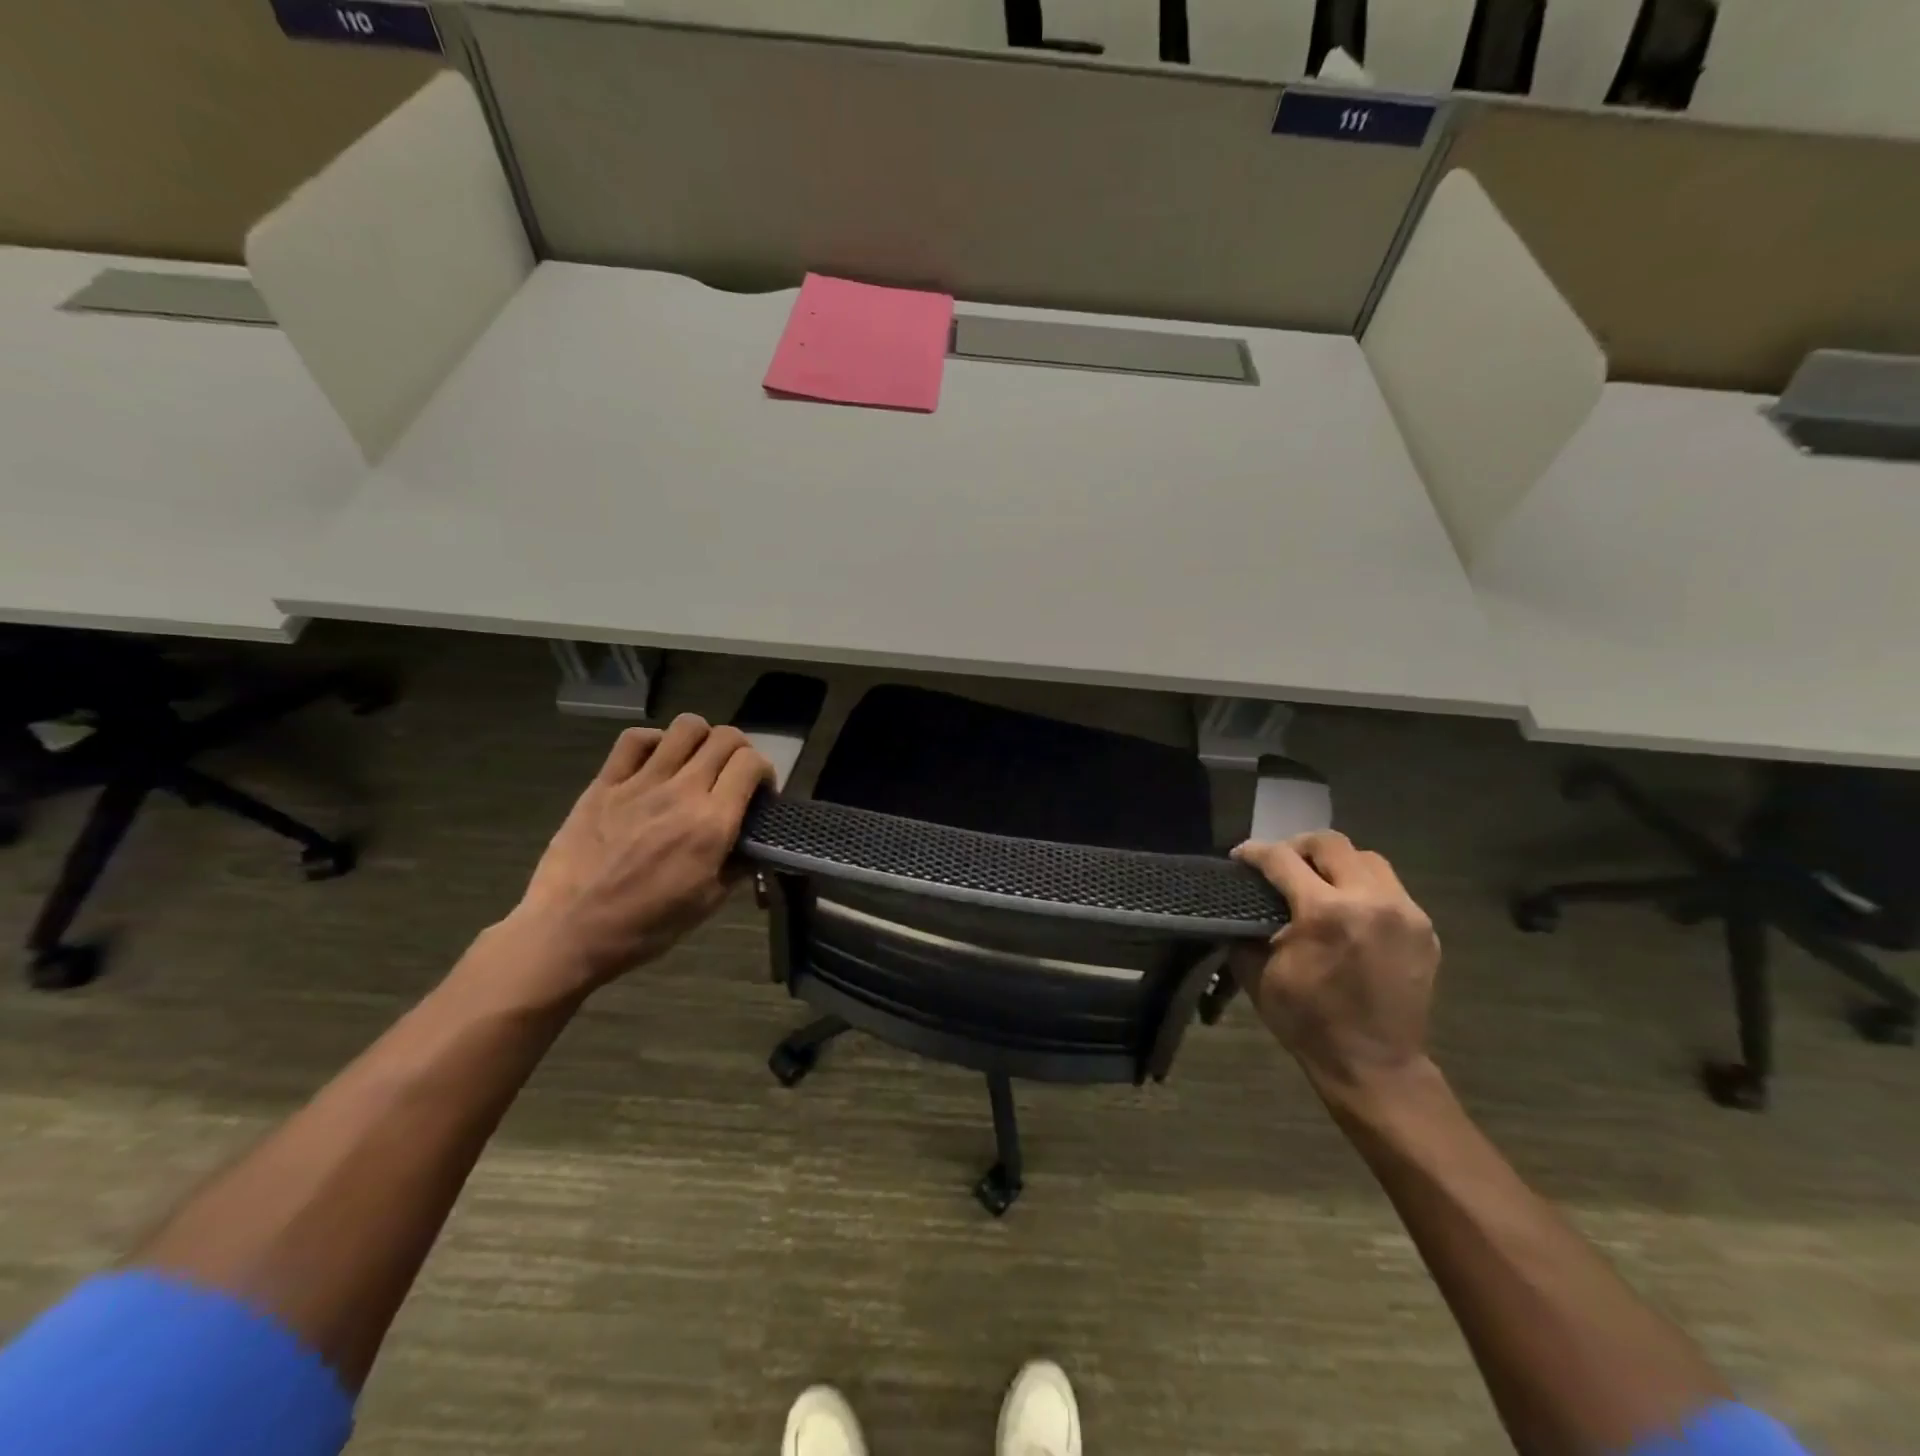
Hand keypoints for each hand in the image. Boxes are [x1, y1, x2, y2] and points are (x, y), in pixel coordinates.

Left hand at [504, 715, 772, 992]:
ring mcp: (640, 783)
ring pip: (686, 727)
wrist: (569, 932)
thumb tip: (756, 846)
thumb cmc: (645, 926)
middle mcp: (681, 793)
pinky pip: (634, 739)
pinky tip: (657, 761)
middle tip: (733, 775)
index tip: (760, 791)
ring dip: (703, 738)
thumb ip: (739, 866)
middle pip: (725, 738)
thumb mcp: (707, 902)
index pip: (751, 764)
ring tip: (697, 761)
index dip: (765, 771)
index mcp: (711, 824)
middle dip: (741, 750)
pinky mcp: (605, 783)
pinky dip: (655, 740)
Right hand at [1229, 832, 1440, 1097]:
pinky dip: (1363, 887)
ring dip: (1336, 863)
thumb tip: (1238, 904)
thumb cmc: (1307, 1022)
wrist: (1375, 1065)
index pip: (1282, 859)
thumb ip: (1245, 929)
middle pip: (1330, 843)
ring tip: (1317, 882)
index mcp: (1324, 913)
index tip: (1239, 857)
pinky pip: (1390, 887)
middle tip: (1280, 865)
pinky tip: (1348, 910)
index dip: (1254, 852)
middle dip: (1297, 847)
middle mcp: (1370, 901)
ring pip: (1366, 858)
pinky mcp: (1424, 929)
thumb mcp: (1258, 974)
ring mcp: (1405, 913)